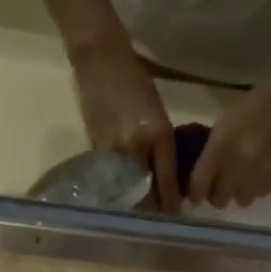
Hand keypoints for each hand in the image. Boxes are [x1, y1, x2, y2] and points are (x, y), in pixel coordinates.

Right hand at [71, 40, 179, 212]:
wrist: (100, 57)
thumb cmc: (135, 78)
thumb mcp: (157, 111)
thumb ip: (161, 143)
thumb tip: (164, 173)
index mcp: (158, 134)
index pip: (167, 180)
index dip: (170, 201)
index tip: (174, 214)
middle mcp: (137, 147)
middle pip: (146, 191)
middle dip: (153, 205)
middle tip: (158, 214)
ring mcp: (115, 150)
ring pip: (127, 189)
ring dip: (134, 200)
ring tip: (140, 206)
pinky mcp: (96, 148)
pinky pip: (111, 177)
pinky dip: (118, 186)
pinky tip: (122, 190)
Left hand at [187, 66, 270, 208]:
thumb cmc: (262, 101)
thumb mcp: (229, 119)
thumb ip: (214, 148)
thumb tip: (205, 173)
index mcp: (222, 144)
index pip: (199, 183)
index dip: (195, 193)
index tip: (195, 196)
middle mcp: (238, 164)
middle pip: (219, 199)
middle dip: (217, 194)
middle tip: (222, 186)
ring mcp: (260, 174)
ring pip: (241, 200)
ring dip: (239, 192)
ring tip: (245, 178)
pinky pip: (260, 195)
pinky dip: (258, 187)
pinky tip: (263, 171)